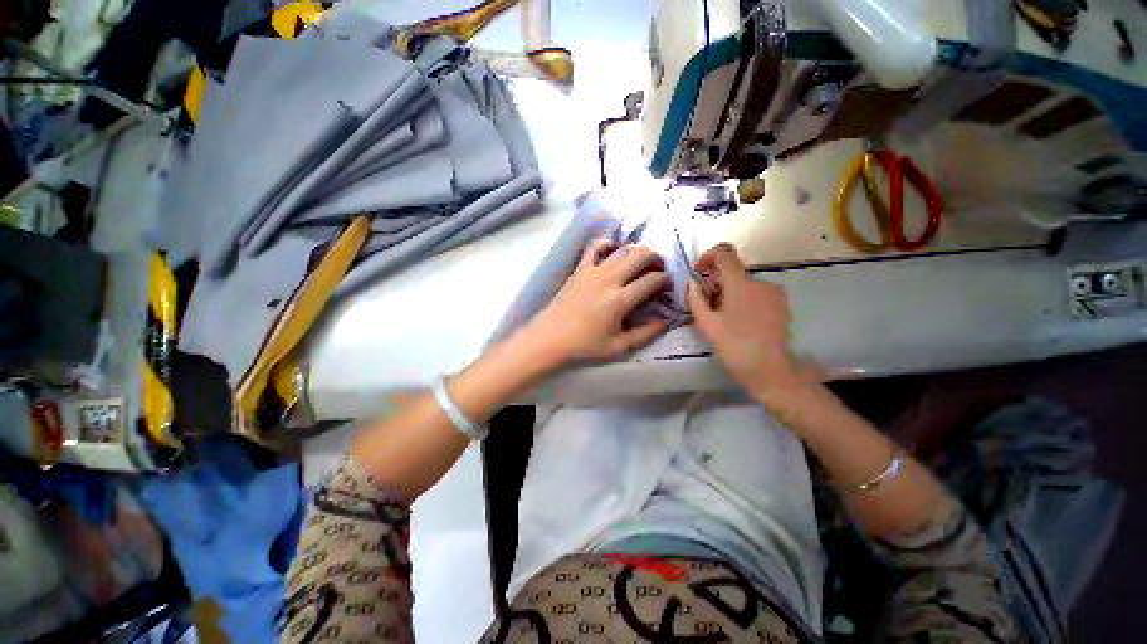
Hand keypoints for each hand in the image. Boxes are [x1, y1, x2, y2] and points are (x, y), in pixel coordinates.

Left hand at [523, 239, 671, 366]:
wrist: (550, 339)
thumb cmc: (584, 346)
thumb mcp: (619, 348)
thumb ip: (646, 333)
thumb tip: (667, 320)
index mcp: (620, 300)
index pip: (653, 280)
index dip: (666, 281)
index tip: (668, 288)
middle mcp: (609, 279)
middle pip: (641, 255)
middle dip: (657, 259)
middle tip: (659, 271)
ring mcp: (593, 270)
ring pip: (623, 249)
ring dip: (638, 252)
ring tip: (642, 263)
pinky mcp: (580, 269)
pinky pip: (595, 246)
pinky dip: (608, 243)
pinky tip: (614, 250)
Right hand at [686, 243, 816, 402]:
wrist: (771, 370)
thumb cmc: (734, 347)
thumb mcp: (707, 325)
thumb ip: (695, 299)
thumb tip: (691, 282)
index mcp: (739, 284)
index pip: (724, 253)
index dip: (708, 256)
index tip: (699, 272)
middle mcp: (759, 281)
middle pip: (732, 271)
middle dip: (716, 282)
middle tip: (706, 304)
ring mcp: (773, 292)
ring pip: (744, 283)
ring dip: (730, 292)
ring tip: (723, 317)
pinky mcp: (781, 303)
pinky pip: (756, 293)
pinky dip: (743, 299)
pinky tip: (740, 321)